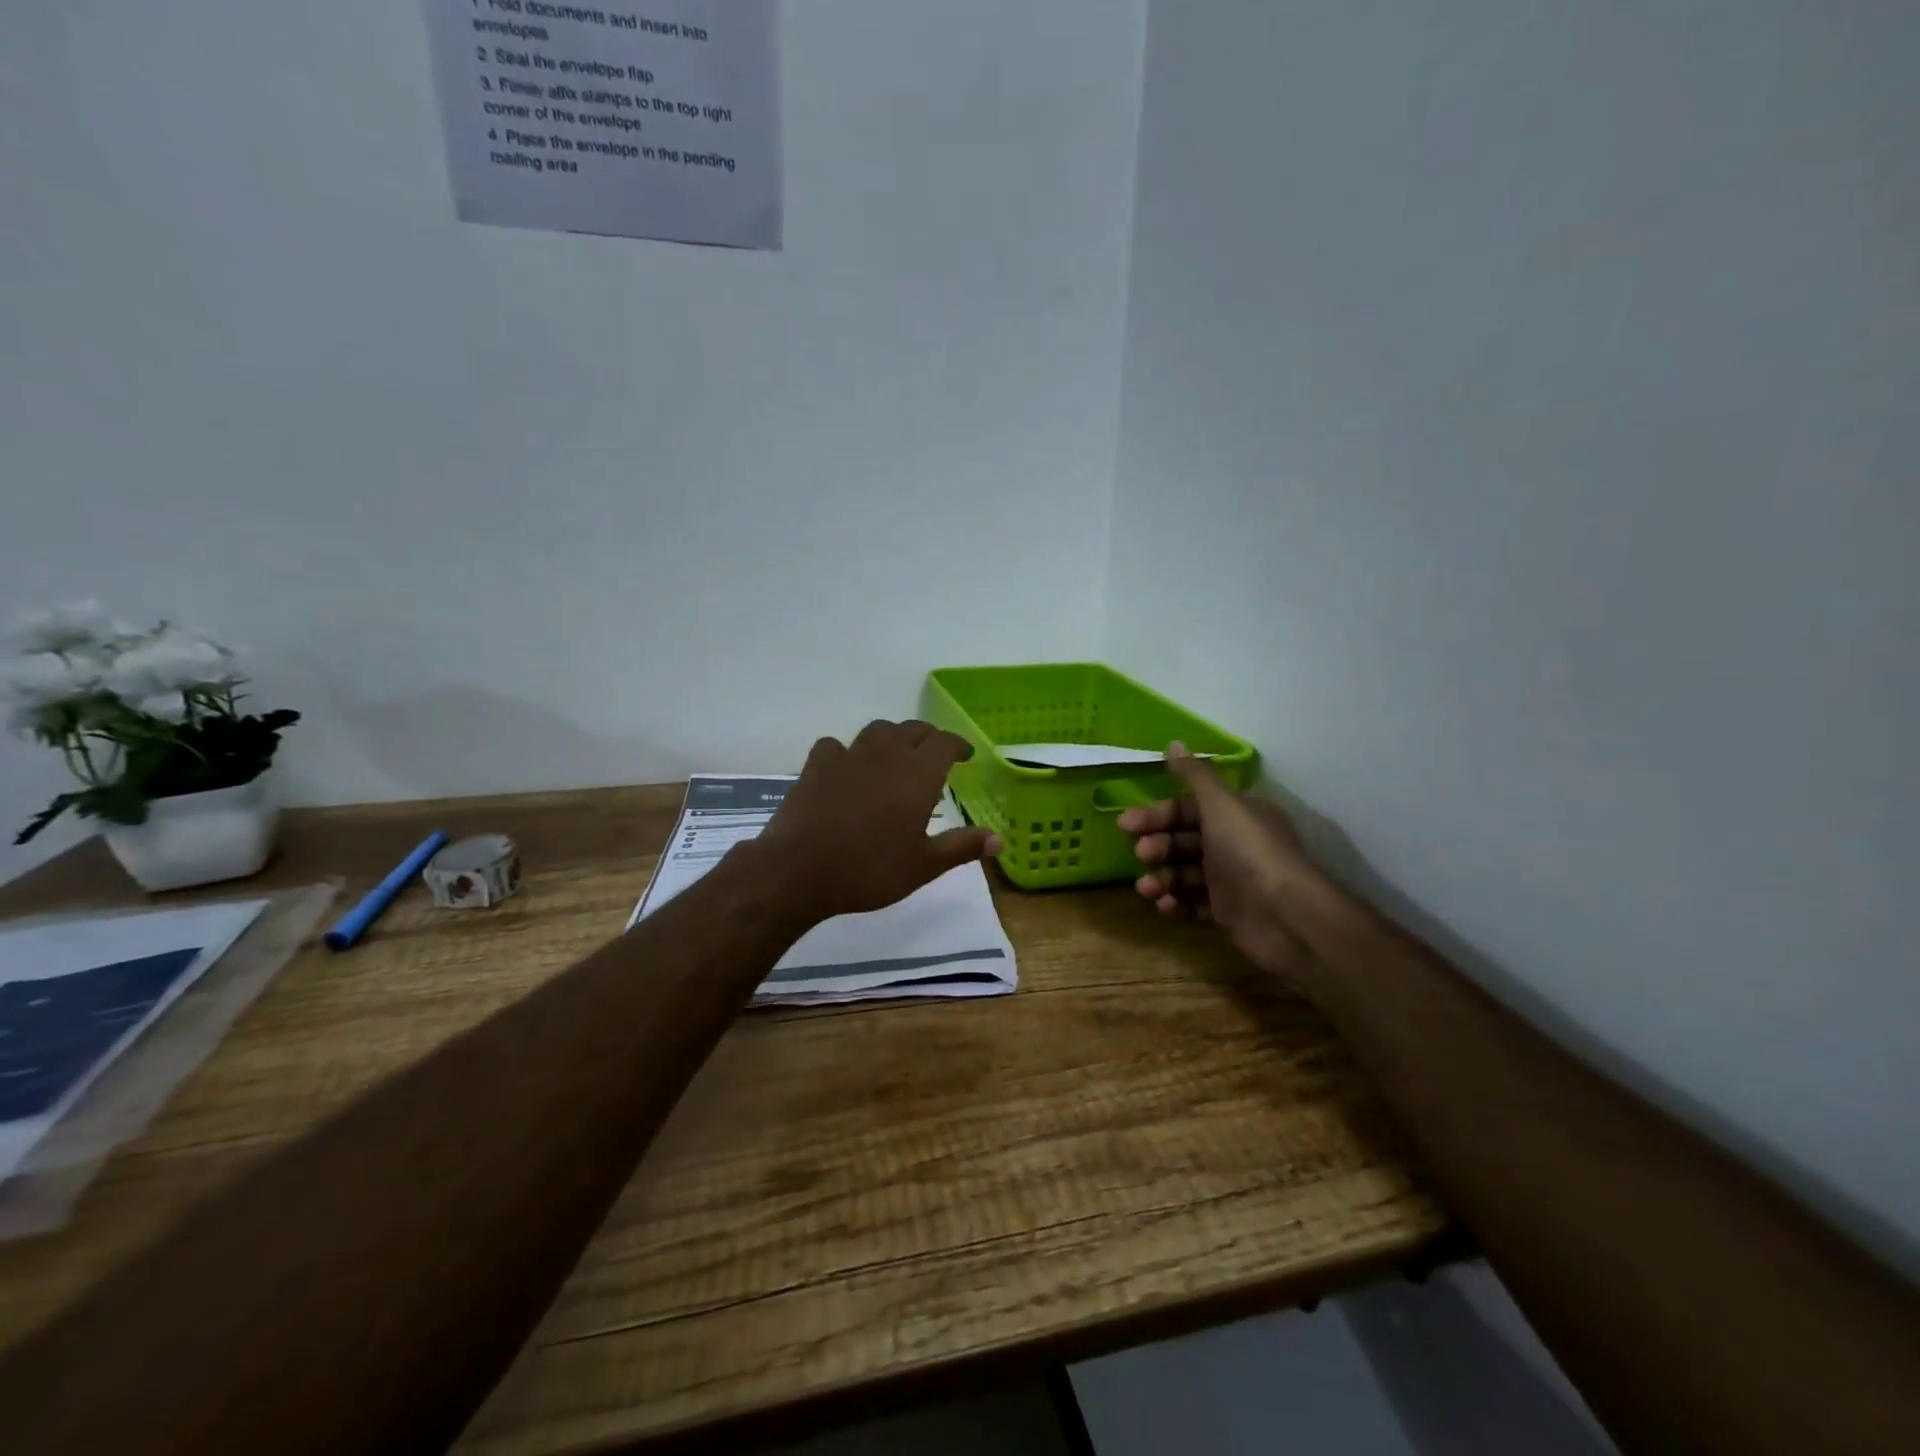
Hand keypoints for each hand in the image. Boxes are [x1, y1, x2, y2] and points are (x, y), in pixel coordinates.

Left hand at [753, 720, 1003, 919]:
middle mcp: (886, 754)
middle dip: (928, 739)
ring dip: (892, 738)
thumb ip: (962, 846)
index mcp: (918, 773)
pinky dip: (847, 752)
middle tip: (935, 756)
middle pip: (913, 730)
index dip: (958, 746)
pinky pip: (836, 746)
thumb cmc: (870, 869)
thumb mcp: (924, 865)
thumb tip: (999, 839)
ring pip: (877, 731)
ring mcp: (848, 756)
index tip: (966, 756)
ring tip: (895, 756)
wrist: (799, 870)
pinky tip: (846, 768)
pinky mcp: (816, 766)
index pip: (945, 743)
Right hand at [1118, 743, 1317, 978]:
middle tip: (1141, 855)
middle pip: (1183, 839)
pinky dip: (1175, 903)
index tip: (1126, 824)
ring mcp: (1231, 880)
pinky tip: (1164, 906)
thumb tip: (1173, 743)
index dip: (1157, 814)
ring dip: (1161, 877)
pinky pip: (1193, 904)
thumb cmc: (1249, 852)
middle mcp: (1234, 843)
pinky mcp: (1227, 913)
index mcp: (1236, 814)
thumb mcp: (1221, 805)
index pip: (1188, 808)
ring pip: (1184, 873)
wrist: (1286, 918)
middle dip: (1158, 846)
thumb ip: (1194, 776)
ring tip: (1147, 888)